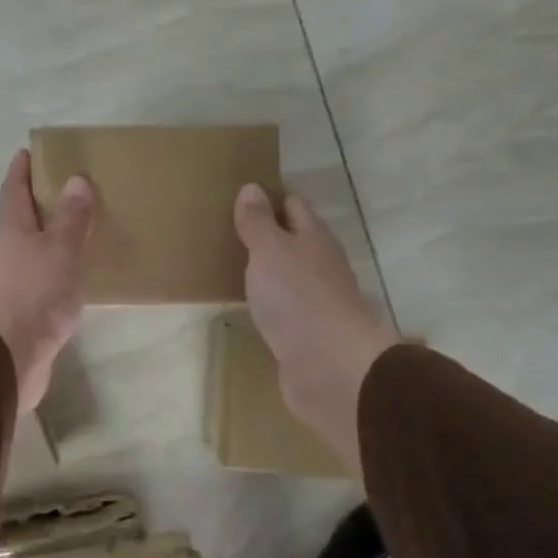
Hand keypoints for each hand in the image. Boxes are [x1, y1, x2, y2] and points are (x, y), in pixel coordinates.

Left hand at [0, 150, 95, 413]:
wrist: (6, 359)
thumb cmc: (34, 296)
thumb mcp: (60, 251)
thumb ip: (70, 218)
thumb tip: (75, 179)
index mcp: (12, 232)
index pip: (14, 191)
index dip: (21, 170)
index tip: (28, 151)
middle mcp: (4, 255)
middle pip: (20, 222)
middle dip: (38, 205)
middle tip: (67, 192)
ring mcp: (8, 286)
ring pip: (30, 254)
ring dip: (48, 242)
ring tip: (77, 235)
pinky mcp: (18, 315)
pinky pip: (39, 284)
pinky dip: (54, 274)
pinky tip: (73, 281)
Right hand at [234, 183, 398, 452]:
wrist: (330, 369)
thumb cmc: (299, 298)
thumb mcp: (270, 251)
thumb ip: (258, 222)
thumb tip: (252, 188)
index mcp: (314, 239)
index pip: (293, 206)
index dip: (271, 197)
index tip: (242, 193)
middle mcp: (318, 266)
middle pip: (293, 240)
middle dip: (267, 232)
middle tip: (227, 227)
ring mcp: (313, 303)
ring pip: (286, 275)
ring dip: (265, 268)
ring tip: (229, 262)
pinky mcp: (303, 335)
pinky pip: (281, 308)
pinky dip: (265, 301)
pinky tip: (245, 303)